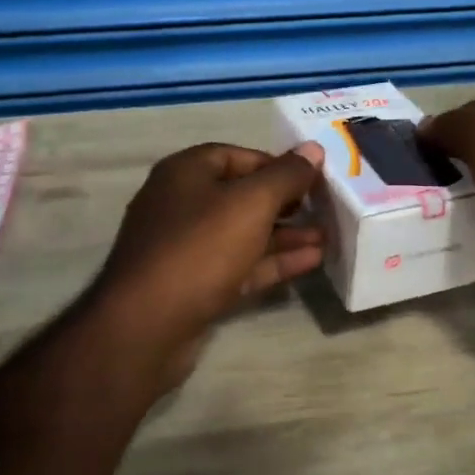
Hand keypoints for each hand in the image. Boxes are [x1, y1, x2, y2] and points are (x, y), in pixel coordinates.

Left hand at [90, 141, 325, 388]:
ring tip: (327, 236)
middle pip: (241, 196)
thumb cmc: (200, 248)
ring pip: (243, 234)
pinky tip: (311, 261)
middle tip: (325, 208)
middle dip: (285, 202)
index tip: (313, 177)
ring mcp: (186, 249)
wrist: (148, 324)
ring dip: (285, 235)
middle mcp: (182, 205)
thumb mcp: (250, 203)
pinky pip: (240, 265)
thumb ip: (286, 175)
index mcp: (185, 173)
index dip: (276, 164)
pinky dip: (272, 262)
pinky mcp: (195, 286)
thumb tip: (313, 149)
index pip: (237, 155)